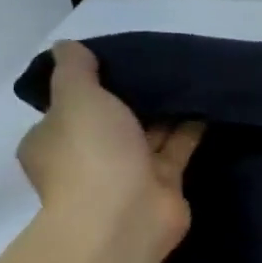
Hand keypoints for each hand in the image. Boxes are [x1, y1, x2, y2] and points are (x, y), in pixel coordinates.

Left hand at [16, 42, 204, 251]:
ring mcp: (126, 173)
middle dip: (134, 97)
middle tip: (160, 65)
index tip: (116, 63)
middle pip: (112, 121)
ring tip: (191, 77)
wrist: (125, 215)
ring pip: (148, 133)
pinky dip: (191, 128)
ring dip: (166, 111)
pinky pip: (177, 147)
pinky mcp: (163, 183)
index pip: (67, 109)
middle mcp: (87, 157)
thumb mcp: (77, 98)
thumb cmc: (92, 153)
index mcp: (53, 140)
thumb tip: (67, 47)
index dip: (88, 87)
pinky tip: (208, 103)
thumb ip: (76, 70)